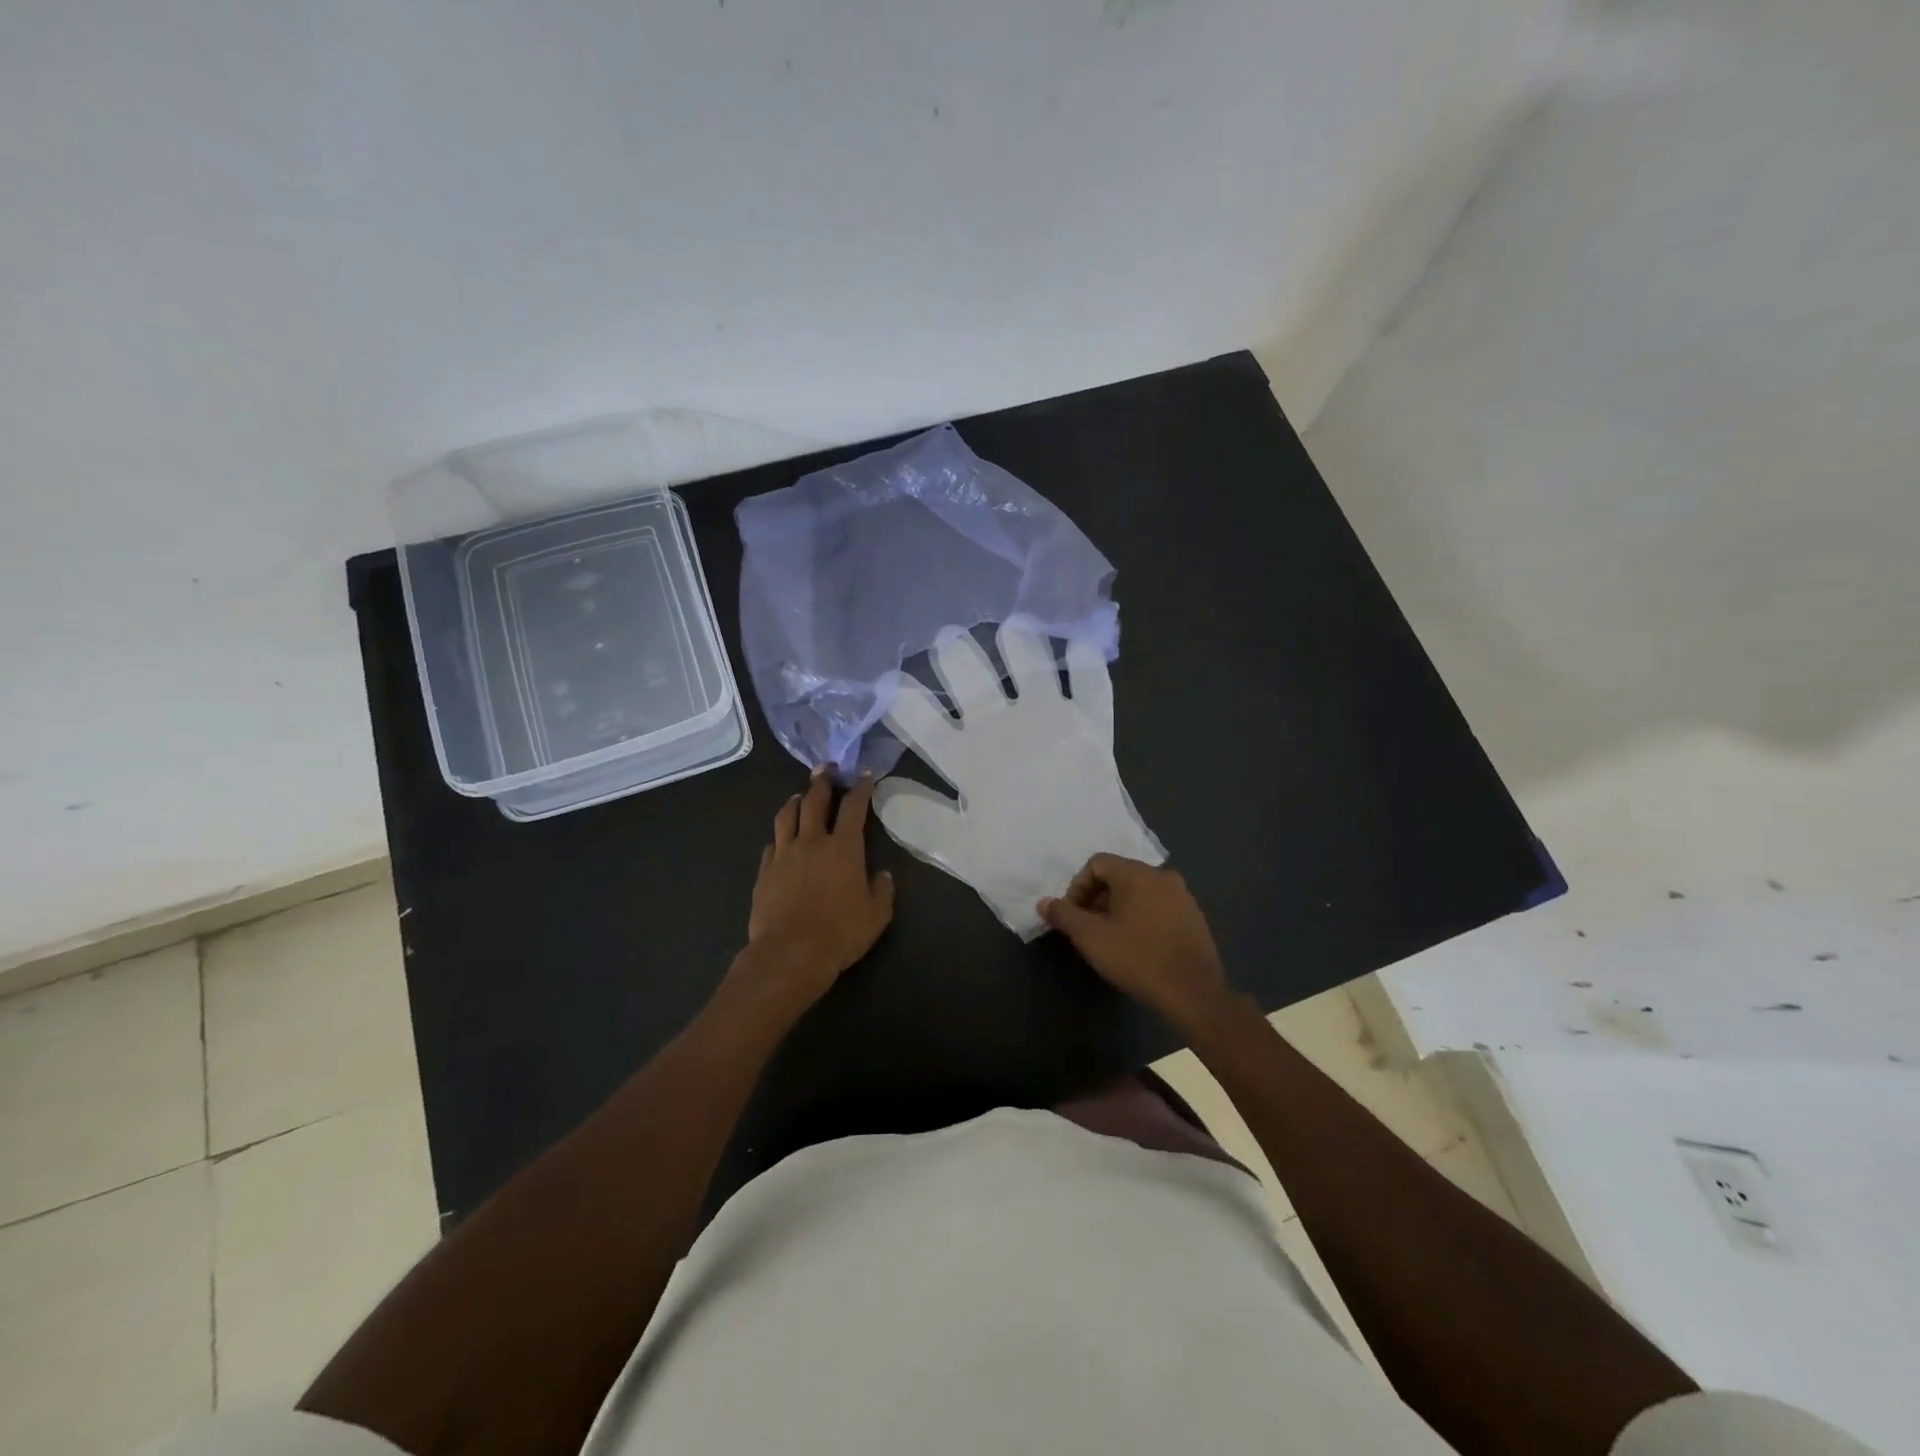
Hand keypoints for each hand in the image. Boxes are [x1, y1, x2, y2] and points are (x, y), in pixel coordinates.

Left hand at [734, 768, 894, 1015]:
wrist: (790, 953)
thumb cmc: (840, 933)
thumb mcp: (877, 915)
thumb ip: (882, 890)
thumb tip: (883, 876)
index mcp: (844, 848)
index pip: (855, 807)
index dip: (861, 788)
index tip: (864, 774)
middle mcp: (813, 842)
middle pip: (816, 801)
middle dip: (823, 781)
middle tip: (826, 769)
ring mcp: (784, 854)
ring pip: (787, 816)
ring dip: (796, 801)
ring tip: (800, 795)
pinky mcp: (765, 871)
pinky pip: (772, 844)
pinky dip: (780, 835)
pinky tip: (782, 838)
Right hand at [1038, 854, 1228, 1029]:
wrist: (1193, 992)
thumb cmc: (1137, 958)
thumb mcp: (1091, 938)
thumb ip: (1064, 915)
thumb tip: (1044, 902)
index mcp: (1137, 873)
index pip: (1097, 863)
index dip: (1077, 887)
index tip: (1073, 916)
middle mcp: (1162, 875)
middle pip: (1118, 875)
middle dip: (1097, 898)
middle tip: (1088, 928)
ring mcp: (1182, 896)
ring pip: (1139, 892)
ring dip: (1118, 908)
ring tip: (1110, 938)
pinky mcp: (1194, 917)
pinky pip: (1158, 906)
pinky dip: (1141, 917)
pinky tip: (1137, 945)